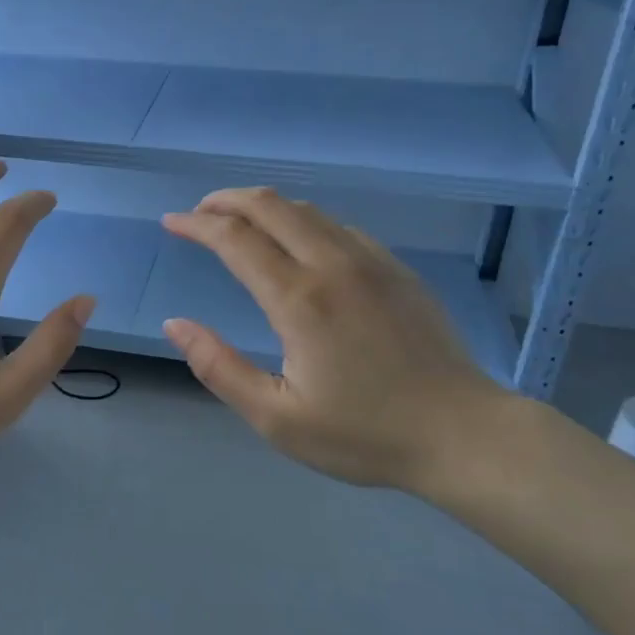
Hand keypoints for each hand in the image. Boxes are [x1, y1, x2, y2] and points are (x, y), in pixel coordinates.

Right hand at [161, 188, 511, 493]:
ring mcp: (371, 261)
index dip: (196, 224)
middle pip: (270, 205)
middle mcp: (333, 264)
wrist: (463, 434)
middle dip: (226, 200)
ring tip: (240, 223)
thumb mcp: (277, 418)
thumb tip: (175, 324)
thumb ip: (219, 368)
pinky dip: (304, 221)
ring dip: (264, 207)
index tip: (171, 222)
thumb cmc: (364, 434)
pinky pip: (339, 226)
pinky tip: (299, 243)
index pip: (234, 239)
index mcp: (299, 299)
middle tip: (199, 213)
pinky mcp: (397, 269)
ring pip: (307, 209)